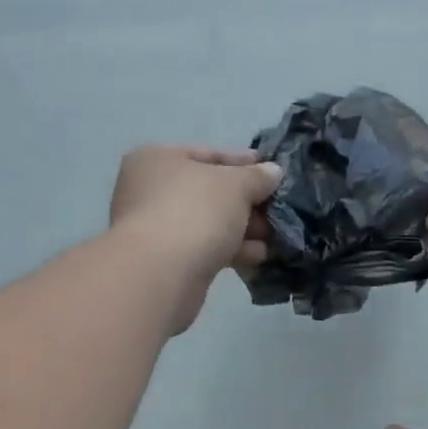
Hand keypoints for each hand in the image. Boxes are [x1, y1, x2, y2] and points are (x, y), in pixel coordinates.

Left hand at [109, 146, 281, 334]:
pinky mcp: (164, 261)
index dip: (245, 163)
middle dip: (247, 203)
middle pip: (209, 191)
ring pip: (208, 222)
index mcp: (157, 158)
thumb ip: (257, 177)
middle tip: (278, 212)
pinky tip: (258, 256)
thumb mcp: (235, 185)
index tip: (275, 175)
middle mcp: (149, 189)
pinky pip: (204, 247)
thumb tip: (273, 172)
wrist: (160, 274)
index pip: (209, 154)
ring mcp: (154, 227)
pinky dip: (230, 249)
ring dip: (243, 229)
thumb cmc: (195, 212)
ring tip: (275, 237)